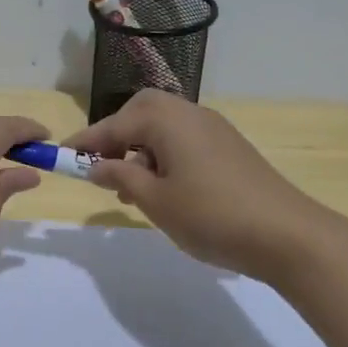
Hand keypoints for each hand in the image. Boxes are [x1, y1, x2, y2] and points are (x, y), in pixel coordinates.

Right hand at [63, 91, 318, 281]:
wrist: (287, 234)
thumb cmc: (211, 215)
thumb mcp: (155, 201)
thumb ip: (121, 178)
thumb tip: (97, 165)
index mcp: (166, 119)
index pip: (114, 124)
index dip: (85, 142)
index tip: (60, 157)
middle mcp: (189, 113)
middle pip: (141, 111)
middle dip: (116, 135)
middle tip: (101, 167)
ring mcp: (214, 129)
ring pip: (164, 127)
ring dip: (140, 148)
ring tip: (130, 189)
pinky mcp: (229, 148)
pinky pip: (184, 140)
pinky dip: (164, 156)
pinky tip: (165, 189)